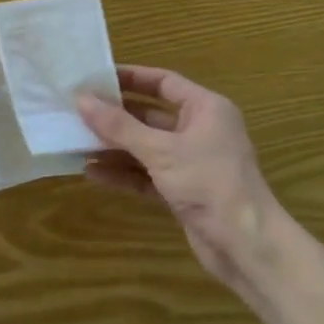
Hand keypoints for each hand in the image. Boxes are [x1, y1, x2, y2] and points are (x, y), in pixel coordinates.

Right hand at [79, 66, 286, 293]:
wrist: (246, 246)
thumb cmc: (208, 183)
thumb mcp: (160, 150)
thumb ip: (119, 126)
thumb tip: (81, 99)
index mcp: (205, 109)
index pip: (163, 82)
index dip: (130, 77)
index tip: (95, 77)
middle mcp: (200, 131)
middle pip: (150, 116)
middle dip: (115, 117)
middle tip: (78, 111)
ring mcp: (191, 163)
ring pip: (146, 147)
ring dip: (114, 147)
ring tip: (76, 142)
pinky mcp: (183, 192)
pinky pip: (147, 175)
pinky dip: (124, 173)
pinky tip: (92, 173)